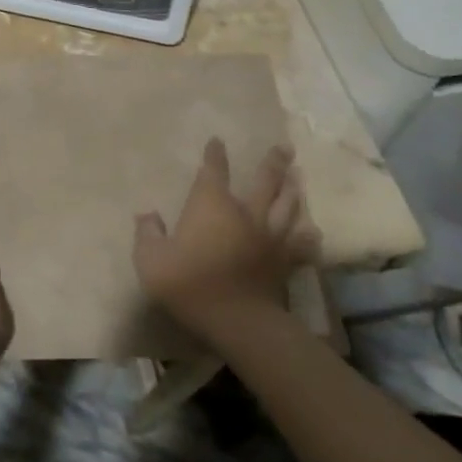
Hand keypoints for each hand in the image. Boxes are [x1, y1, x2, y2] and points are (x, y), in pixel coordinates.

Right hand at [133, 138, 314, 343]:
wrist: (238, 320)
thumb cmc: (189, 283)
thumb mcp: (151, 260)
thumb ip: (147, 234)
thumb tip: (146, 214)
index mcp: (211, 205)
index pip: (213, 171)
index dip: (214, 155)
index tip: (217, 141)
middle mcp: (244, 213)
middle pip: (264, 182)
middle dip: (273, 163)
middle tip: (285, 148)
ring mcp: (268, 237)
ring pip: (286, 207)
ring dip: (293, 190)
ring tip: (299, 177)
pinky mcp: (283, 263)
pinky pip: (299, 246)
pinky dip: (307, 239)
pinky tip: (314, 233)